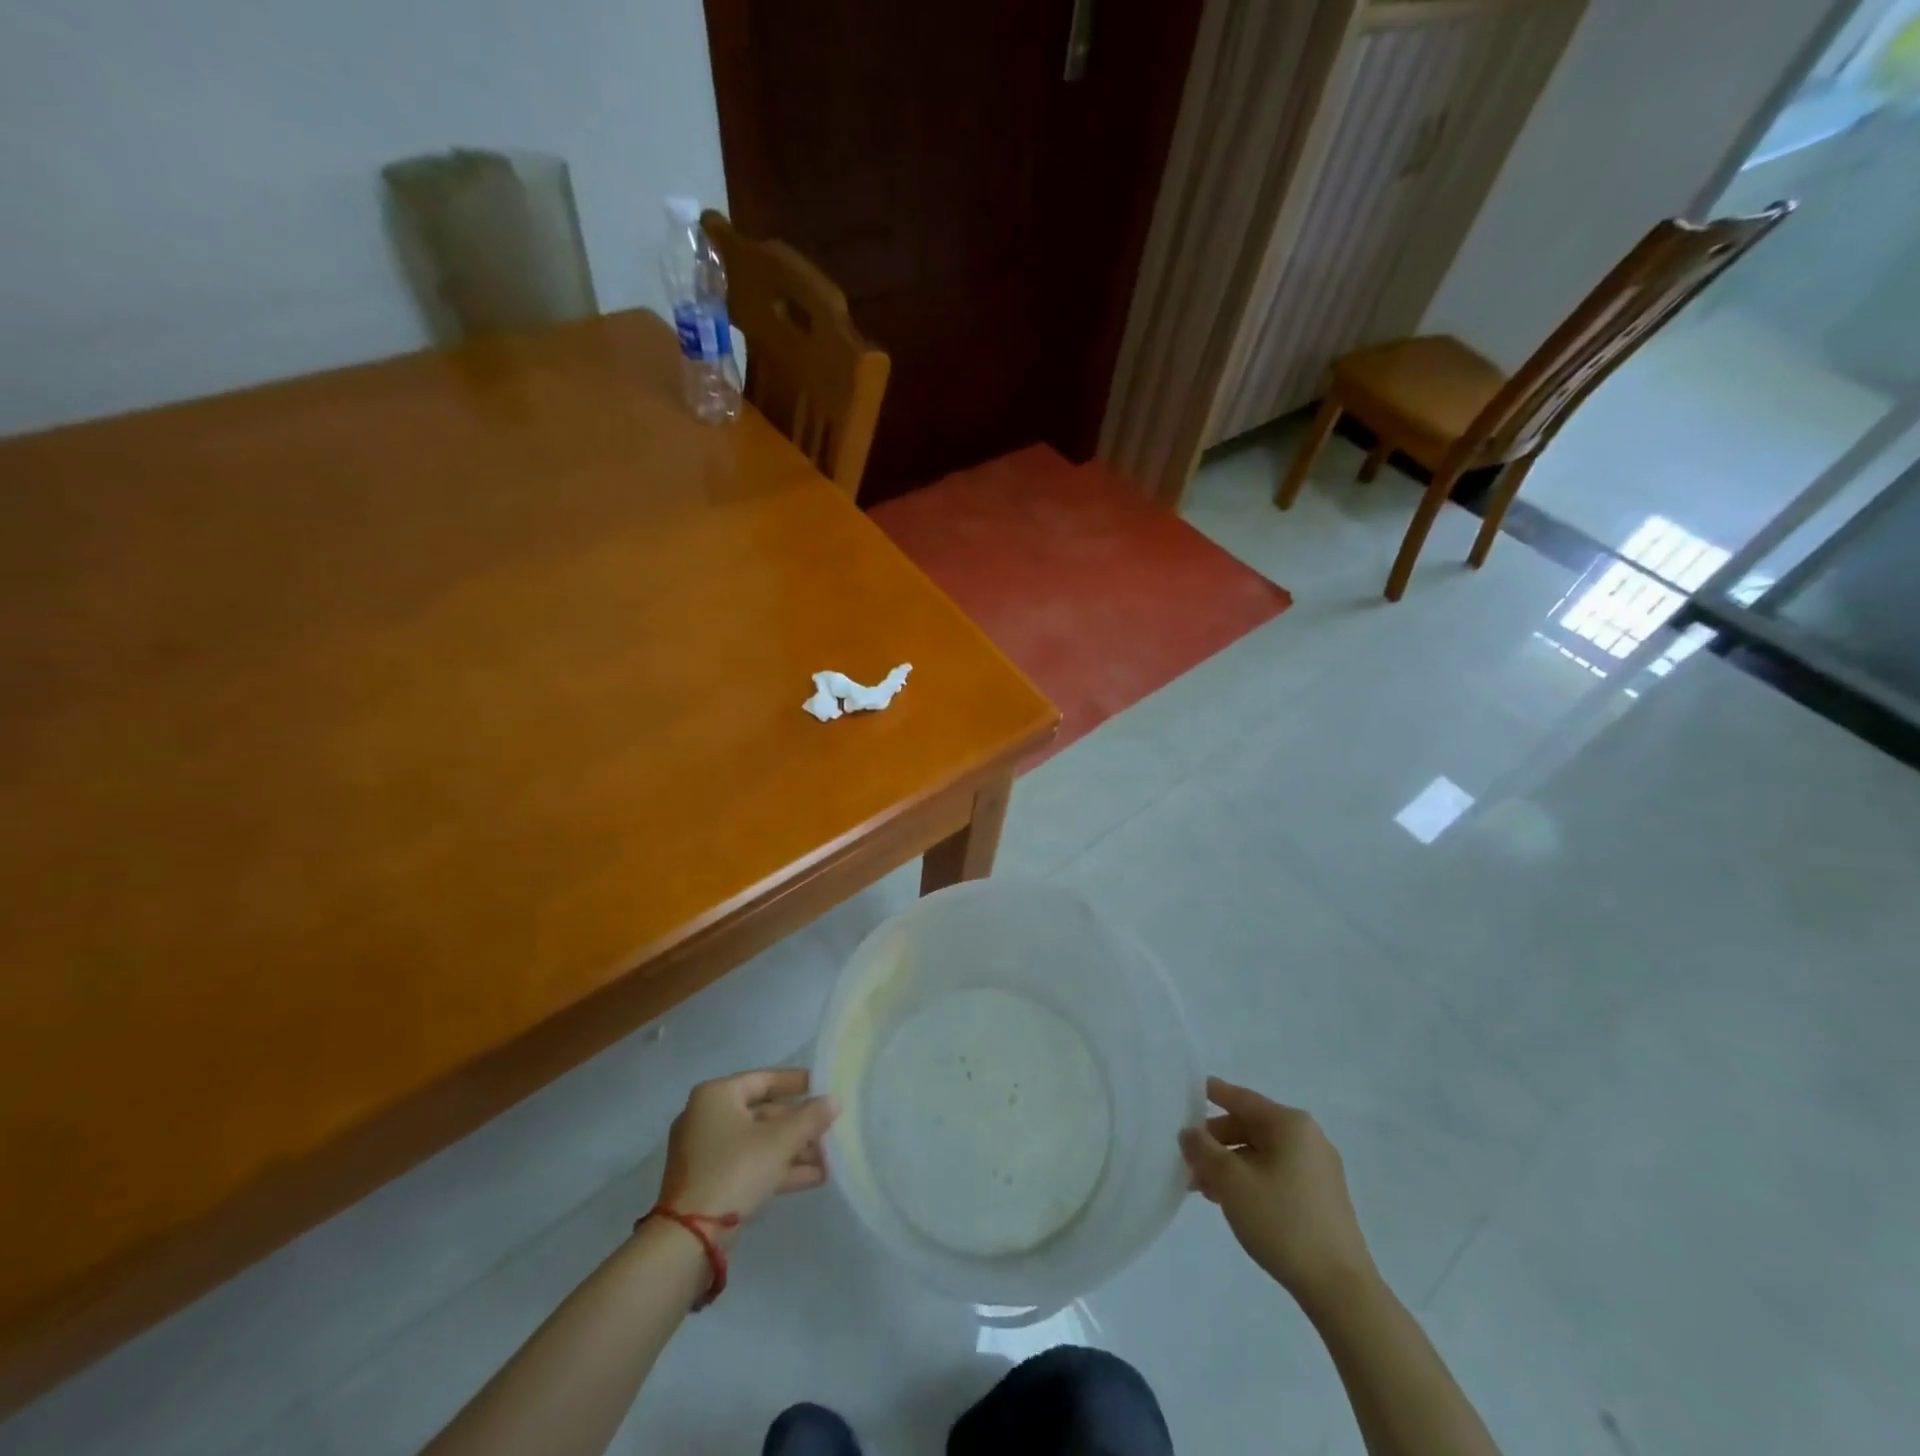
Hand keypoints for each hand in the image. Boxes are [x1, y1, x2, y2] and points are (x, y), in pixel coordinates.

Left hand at [657, 1069, 838, 1236]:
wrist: (689, 1238)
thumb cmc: (735, 1170)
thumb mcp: (779, 1141)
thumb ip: (810, 1118)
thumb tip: (834, 1101)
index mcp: (717, 1095)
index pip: (764, 1079)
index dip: (796, 1082)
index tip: (822, 1086)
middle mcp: (707, 1117)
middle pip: (763, 1113)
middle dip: (799, 1125)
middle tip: (829, 1129)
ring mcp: (707, 1153)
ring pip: (759, 1142)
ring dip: (794, 1149)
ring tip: (829, 1157)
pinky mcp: (710, 1183)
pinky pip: (751, 1165)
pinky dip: (779, 1168)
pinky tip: (814, 1177)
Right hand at [1180, 1077, 1377, 1309]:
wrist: (1340, 1290)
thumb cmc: (1282, 1222)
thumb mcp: (1232, 1182)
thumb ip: (1204, 1150)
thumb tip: (1190, 1133)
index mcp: (1290, 1125)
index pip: (1242, 1099)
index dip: (1214, 1093)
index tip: (1189, 1091)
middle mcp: (1308, 1139)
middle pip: (1251, 1126)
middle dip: (1216, 1141)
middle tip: (1187, 1158)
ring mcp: (1318, 1169)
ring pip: (1262, 1153)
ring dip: (1230, 1164)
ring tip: (1201, 1186)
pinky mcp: (1322, 1198)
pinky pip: (1277, 1173)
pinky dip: (1250, 1179)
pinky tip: (1230, 1200)